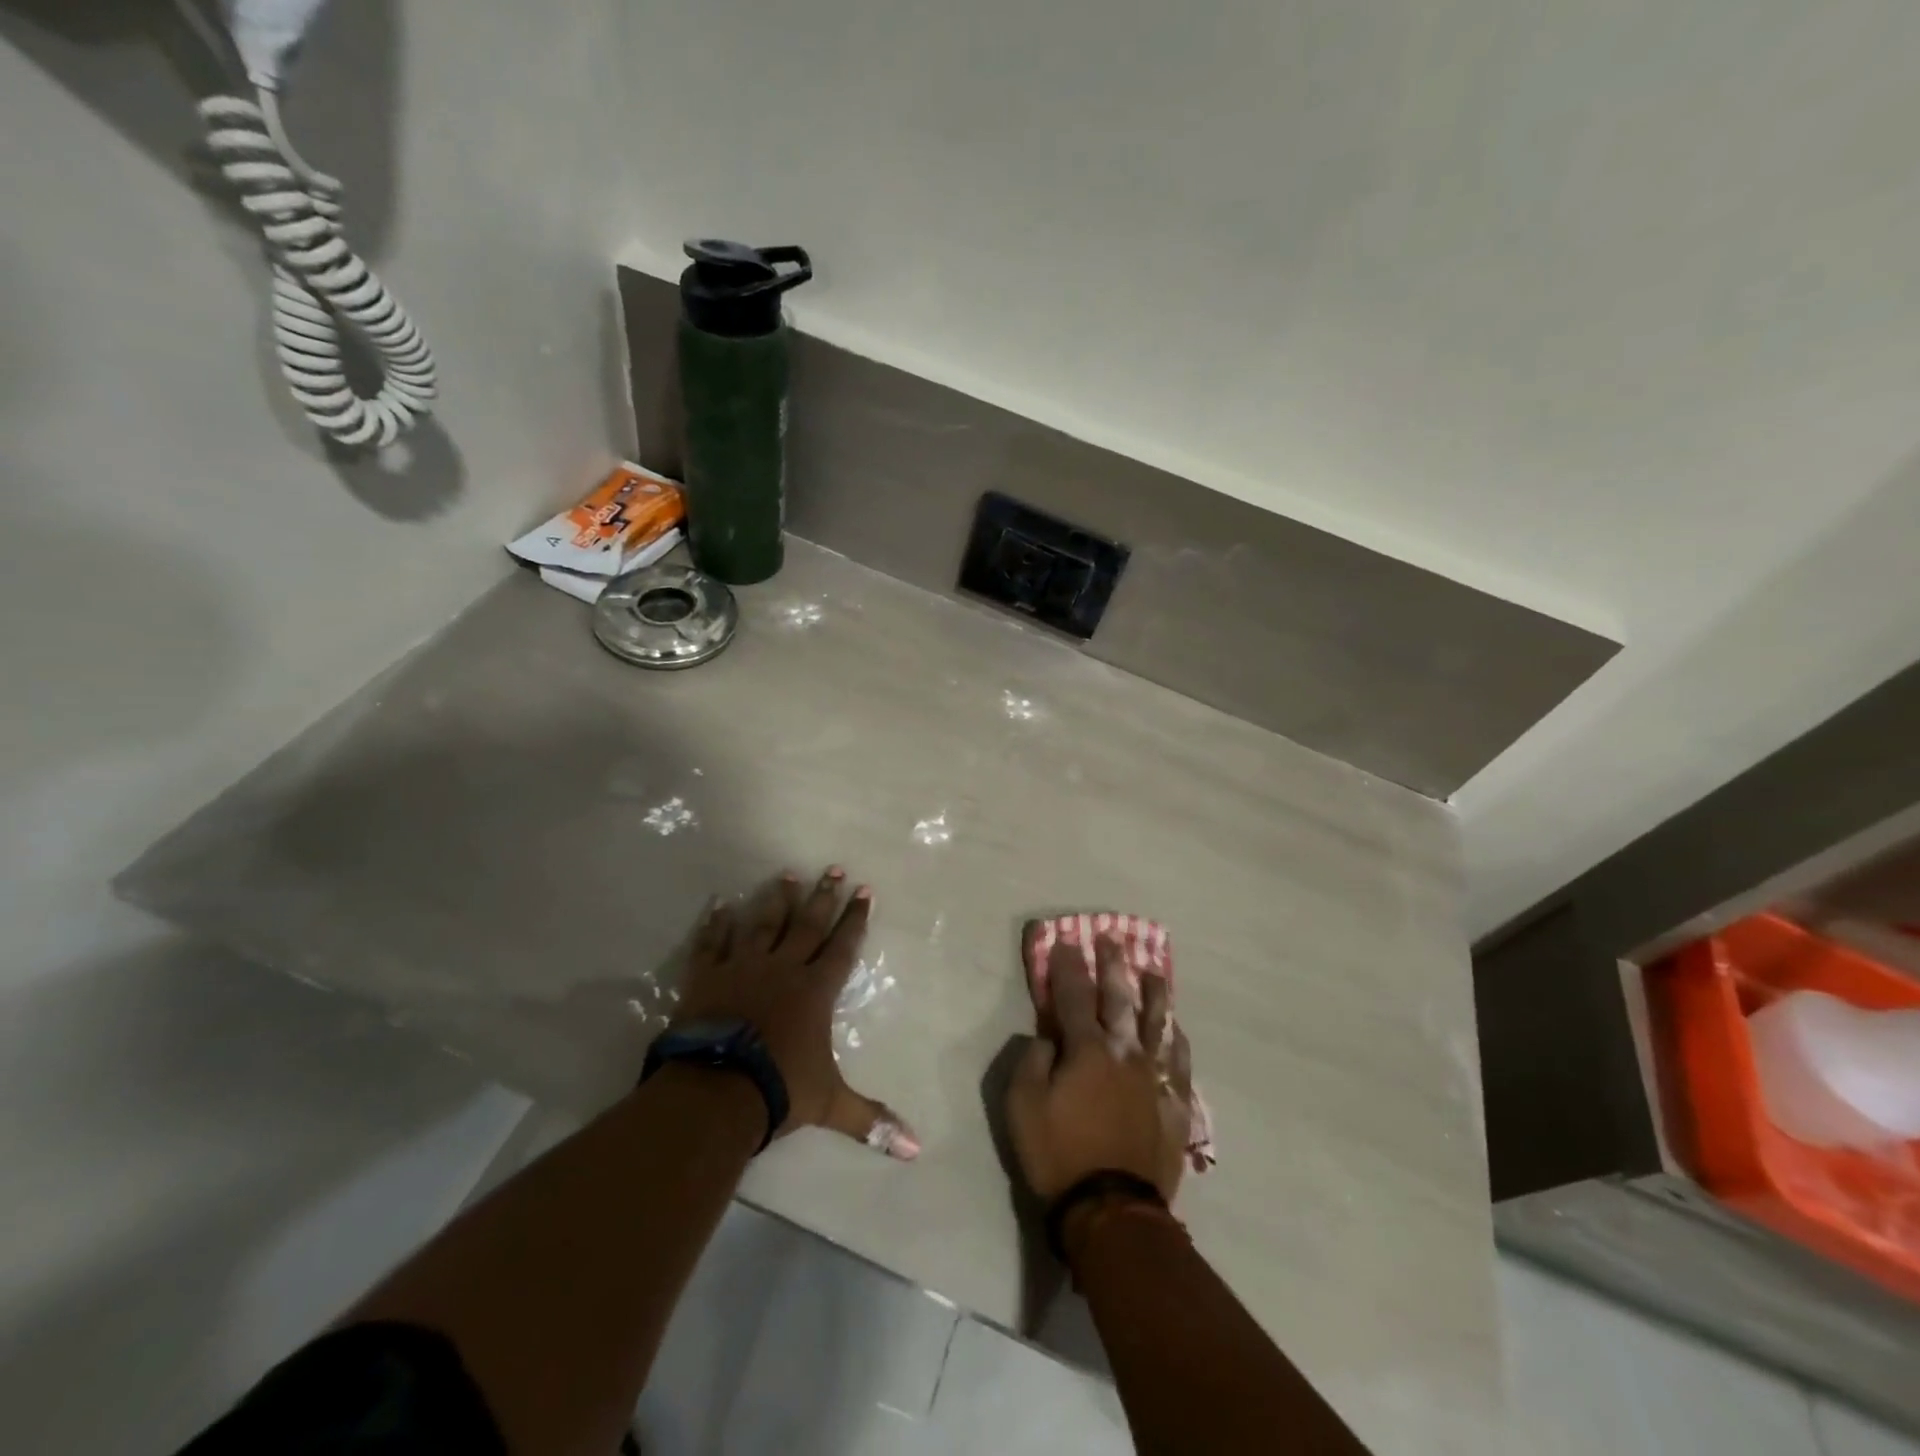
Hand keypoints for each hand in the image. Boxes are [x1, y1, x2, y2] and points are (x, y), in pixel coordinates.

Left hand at [673, 868, 918, 1159]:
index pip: (843, 946)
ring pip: (763, 923)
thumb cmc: (779, 1089)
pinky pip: (713, 943)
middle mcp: (783, 968)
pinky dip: (716, 924)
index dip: (856, 919)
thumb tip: (916, 1150)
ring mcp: (743, 967)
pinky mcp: (708, 976)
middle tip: (832, 868)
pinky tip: (720, 904)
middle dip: (823, 896)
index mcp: (816, 990)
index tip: (864, 890)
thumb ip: (871, 1120)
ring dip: (776, 899)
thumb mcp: (830, 1105)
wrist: (716, 1090)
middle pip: (807, 924)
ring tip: (786, 874)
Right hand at [1006, 932, 1193, 1202]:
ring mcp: (1154, 1077)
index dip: (1068, 967)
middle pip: (1119, 999)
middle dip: (1113, 966)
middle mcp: (1124, 1052)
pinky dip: (1177, 1039)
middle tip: (1112, 939)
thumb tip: (1047, 1036)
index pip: (1074, 996)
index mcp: (1086, 1050)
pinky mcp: (1174, 1103)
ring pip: (1157, 1023)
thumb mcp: (1022, 1107)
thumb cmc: (1058, 1155)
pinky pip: (1180, 1061)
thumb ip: (1031, 1061)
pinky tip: (1177, 1027)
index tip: (1067, 941)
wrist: (1112, 1210)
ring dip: (1153, 994)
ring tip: (1153, 970)